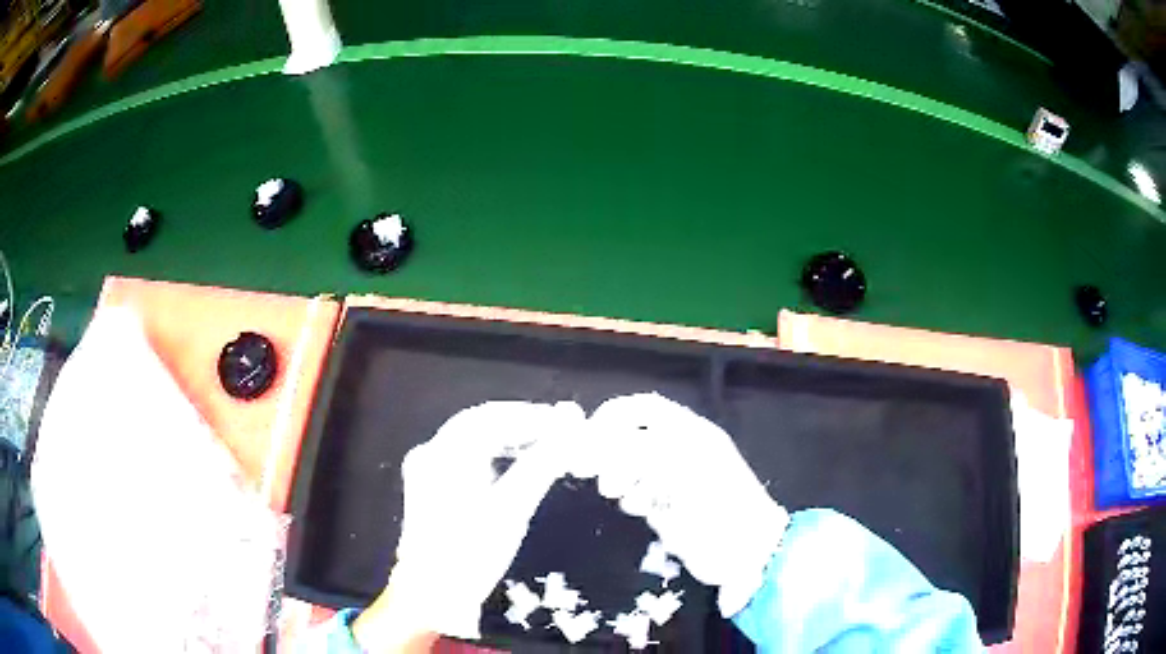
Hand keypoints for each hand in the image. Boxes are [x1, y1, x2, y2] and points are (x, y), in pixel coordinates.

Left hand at [355, 401, 585, 646]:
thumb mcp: (511, 511)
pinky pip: (463, 455)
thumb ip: (540, 466)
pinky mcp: (428, 486)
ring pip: (470, 437)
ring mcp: (425, 469)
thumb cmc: (471, 554)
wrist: (430, 594)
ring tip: (543, 443)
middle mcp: (431, 453)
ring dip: (507, 436)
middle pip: (480, 422)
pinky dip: (491, 452)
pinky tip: (511, 462)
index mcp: (446, 455)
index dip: (532, 415)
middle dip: (520, 422)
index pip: (493, 417)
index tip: (566, 421)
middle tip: (559, 430)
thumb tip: (570, 433)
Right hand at [585, 393, 788, 615]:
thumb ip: (639, 452)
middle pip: (633, 435)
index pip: (643, 410)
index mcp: (691, 434)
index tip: (587, 434)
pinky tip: (637, 507)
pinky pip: (639, 492)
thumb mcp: (681, 472)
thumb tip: (598, 443)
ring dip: (619, 473)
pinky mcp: (671, 507)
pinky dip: (630, 495)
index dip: (613, 416)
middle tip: (589, 467)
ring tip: (615, 491)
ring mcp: (676, 480)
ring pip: (632, 464)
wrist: (748, 552)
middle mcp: (682, 451)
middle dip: (608, 448)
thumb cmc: (721, 508)